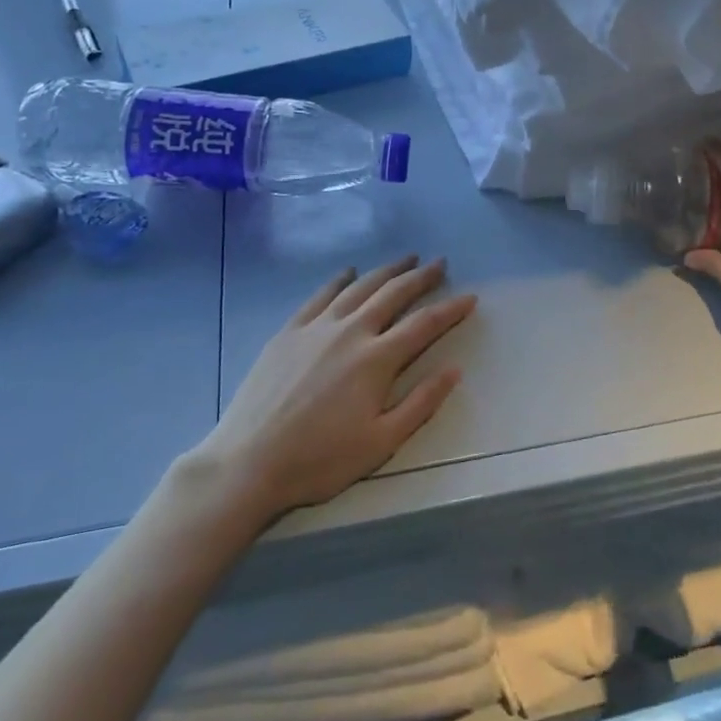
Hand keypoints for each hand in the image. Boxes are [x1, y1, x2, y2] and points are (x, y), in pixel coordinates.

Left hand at [201, 256, 473, 524]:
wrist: (249, 461)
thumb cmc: (320, 460)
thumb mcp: (381, 443)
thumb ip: (421, 404)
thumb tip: (454, 370)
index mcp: (377, 360)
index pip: (424, 324)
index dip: (451, 309)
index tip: (470, 297)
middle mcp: (351, 331)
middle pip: (393, 294)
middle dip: (421, 277)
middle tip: (440, 263)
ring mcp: (317, 327)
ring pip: (359, 287)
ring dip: (386, 270)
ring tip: (405, 259)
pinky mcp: (289, 331)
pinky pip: (321, 295)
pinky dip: (340, 280)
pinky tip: (349, 272)